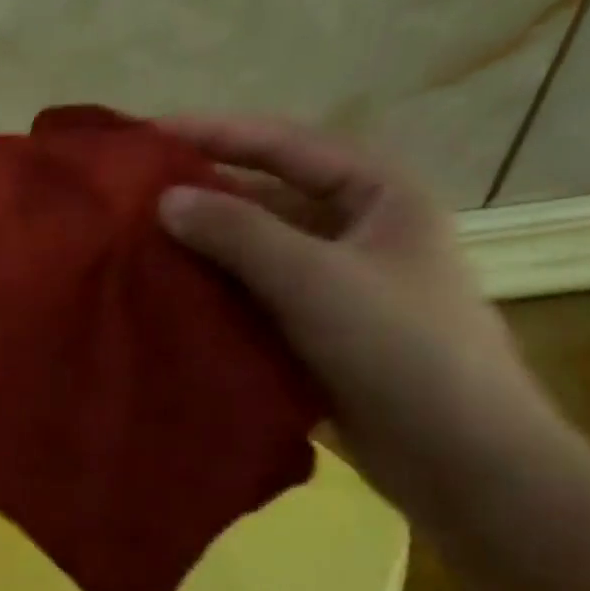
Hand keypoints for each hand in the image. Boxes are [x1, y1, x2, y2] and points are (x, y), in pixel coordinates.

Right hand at [155, 116, 562, 527]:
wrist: (457, 456)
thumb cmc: (398, 348)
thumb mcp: (314, 278)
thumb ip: (237, 233)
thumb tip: (164, 199)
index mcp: (377, 192)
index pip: (283, 145)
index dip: (215, 135)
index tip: (148, 135)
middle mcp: (357, 228)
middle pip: (266, 198)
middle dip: (203, 197)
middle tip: (132, 199)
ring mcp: (338, 283)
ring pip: (257, 252)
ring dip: (205, 250)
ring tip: (137, 248)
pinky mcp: (319, 331)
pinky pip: (257, 298)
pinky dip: (218, 296)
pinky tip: (170, 300)